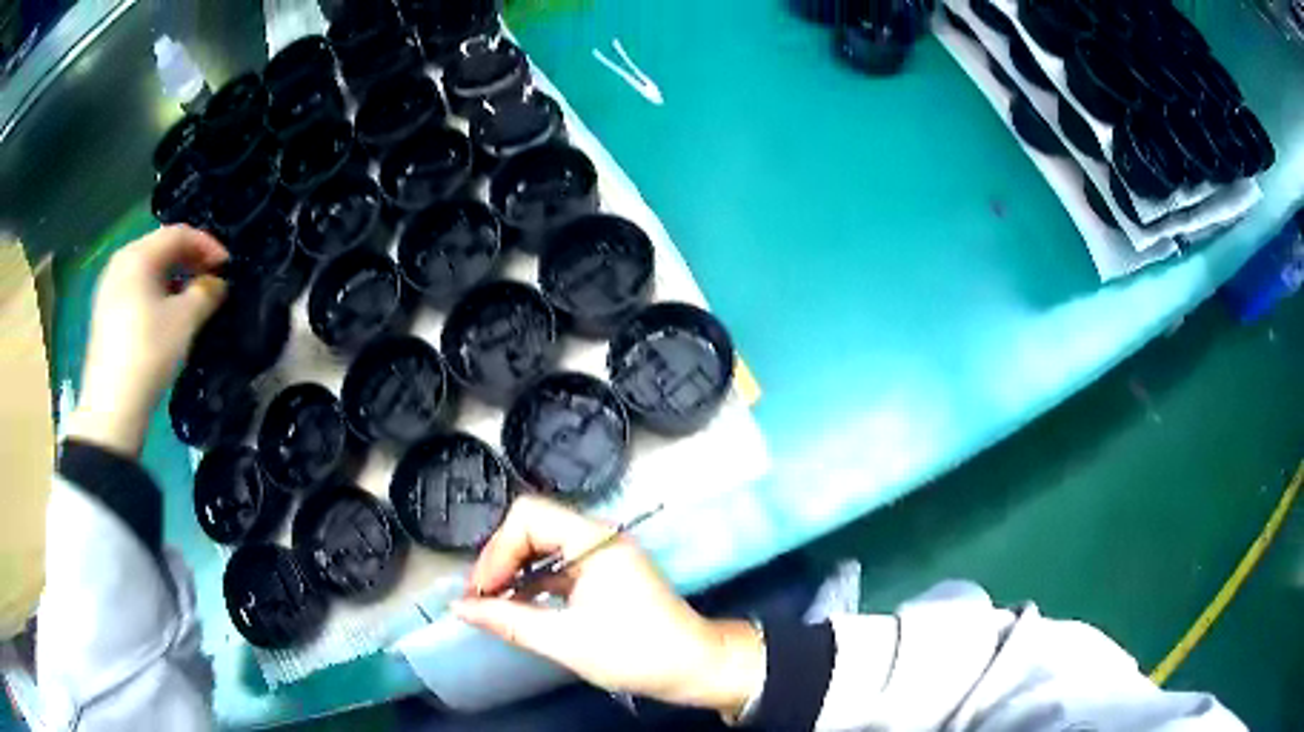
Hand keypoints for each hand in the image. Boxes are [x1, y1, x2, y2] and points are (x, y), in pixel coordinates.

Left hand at [68, 226, 227, 456]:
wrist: (111, 408)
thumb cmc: (148, 353)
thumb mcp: (184, 321)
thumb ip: (206, 293)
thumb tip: (216, 283)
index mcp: (138, 254)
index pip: (179, 234)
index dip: (207, 245)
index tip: (227, 266)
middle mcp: (121, 261)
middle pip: (161, 248)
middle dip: (189, 260)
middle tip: (210, 280)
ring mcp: (109, 288)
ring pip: (147, 270)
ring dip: (172, 278)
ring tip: (189, 299)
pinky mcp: (104, 313)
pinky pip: (135, 289)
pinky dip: (155, 293)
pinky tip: (164, 316)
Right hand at [453, 497, 764, 716]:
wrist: (695, 667)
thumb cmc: (636, 652)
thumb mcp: (565, 640)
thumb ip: (508, 620)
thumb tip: (459, 608)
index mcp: (594, 541)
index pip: (528, 517)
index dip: (497, 551)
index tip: (482, 592)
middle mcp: (597, 538)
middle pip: (532, 527)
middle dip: (500, 561)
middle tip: (479, 599)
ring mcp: (602, 556)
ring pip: (542, 547)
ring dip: (513, 573)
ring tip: (491, 605)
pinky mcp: (603, 575)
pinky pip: (557, 567)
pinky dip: (533, 584)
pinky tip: (516, 608)